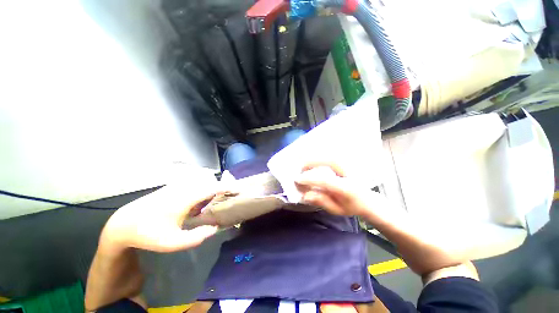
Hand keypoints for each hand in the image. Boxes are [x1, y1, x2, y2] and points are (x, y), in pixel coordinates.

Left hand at [100, 183, 221, 252]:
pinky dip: (199, 190)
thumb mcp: (172, 243)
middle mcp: (184, 187)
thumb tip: (215, 228)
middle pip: (209, 181)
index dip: (227, 187)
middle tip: (223, 200)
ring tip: (205, 206)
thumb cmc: (148, 234)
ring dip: (208, 190)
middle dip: (219, 188)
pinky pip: (193, 183)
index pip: (213, 187)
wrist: (123, 223)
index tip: (238, 190)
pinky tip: (192, 205)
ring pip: (201, 181)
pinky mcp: (172, 186)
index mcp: (186, 198)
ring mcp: (177, 185)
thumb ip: (196, 237)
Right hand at [295, 163, 383, 216]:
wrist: (368, 199)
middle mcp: (348, 173)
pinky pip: (329, 154)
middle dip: (310, 163)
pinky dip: (318, 155)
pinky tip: (309, 159)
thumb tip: (304, 195)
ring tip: (301, 163)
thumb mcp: (336, 209)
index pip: (325, 180)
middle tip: (298, 169)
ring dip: (313, 157)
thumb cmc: (351, 206)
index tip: (297, 180)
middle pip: (327, 161)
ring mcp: (348, 165)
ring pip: (328, 155)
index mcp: (347, 188)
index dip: (309, 179)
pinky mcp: (344, 161)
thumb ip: (321, 201)